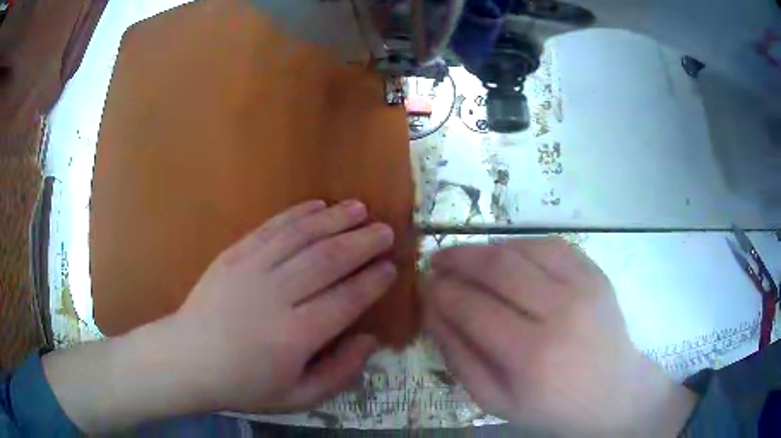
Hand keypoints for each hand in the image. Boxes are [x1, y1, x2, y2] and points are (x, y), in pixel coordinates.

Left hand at [170, 200, 395, 412]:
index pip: (346, 300)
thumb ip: (339, 373)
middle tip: (385, 231)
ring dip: (334, 219)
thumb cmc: (243, 384)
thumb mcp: (297, 398)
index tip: (391, 267)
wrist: (188, 359)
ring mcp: (251, 269)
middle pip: (328, 260)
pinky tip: (317, 205)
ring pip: (301, 237)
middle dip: (362, 243)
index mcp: (295, 337)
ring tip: (359, 208)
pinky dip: (296, 214)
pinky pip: (271, 228)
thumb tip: (370, 340)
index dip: (372, 281)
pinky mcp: (233, 254)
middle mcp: (276, 296)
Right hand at [422, 238, 696, 436]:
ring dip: (486, 249)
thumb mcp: (495, 400)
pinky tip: (507, 256)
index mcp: (532, 356)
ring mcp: (584, 286)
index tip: (424, 285)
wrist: (613, 393)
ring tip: (467, 259)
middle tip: (437, 260)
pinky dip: (520, 245)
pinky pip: (551, 245)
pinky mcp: (596, 273)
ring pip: (522, 248)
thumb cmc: (552, 407)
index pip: (473, 308)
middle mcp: (561, 312)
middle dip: (458, 258)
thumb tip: (432, 312)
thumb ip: (459, 357)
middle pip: (498, 268)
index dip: (441, 292)